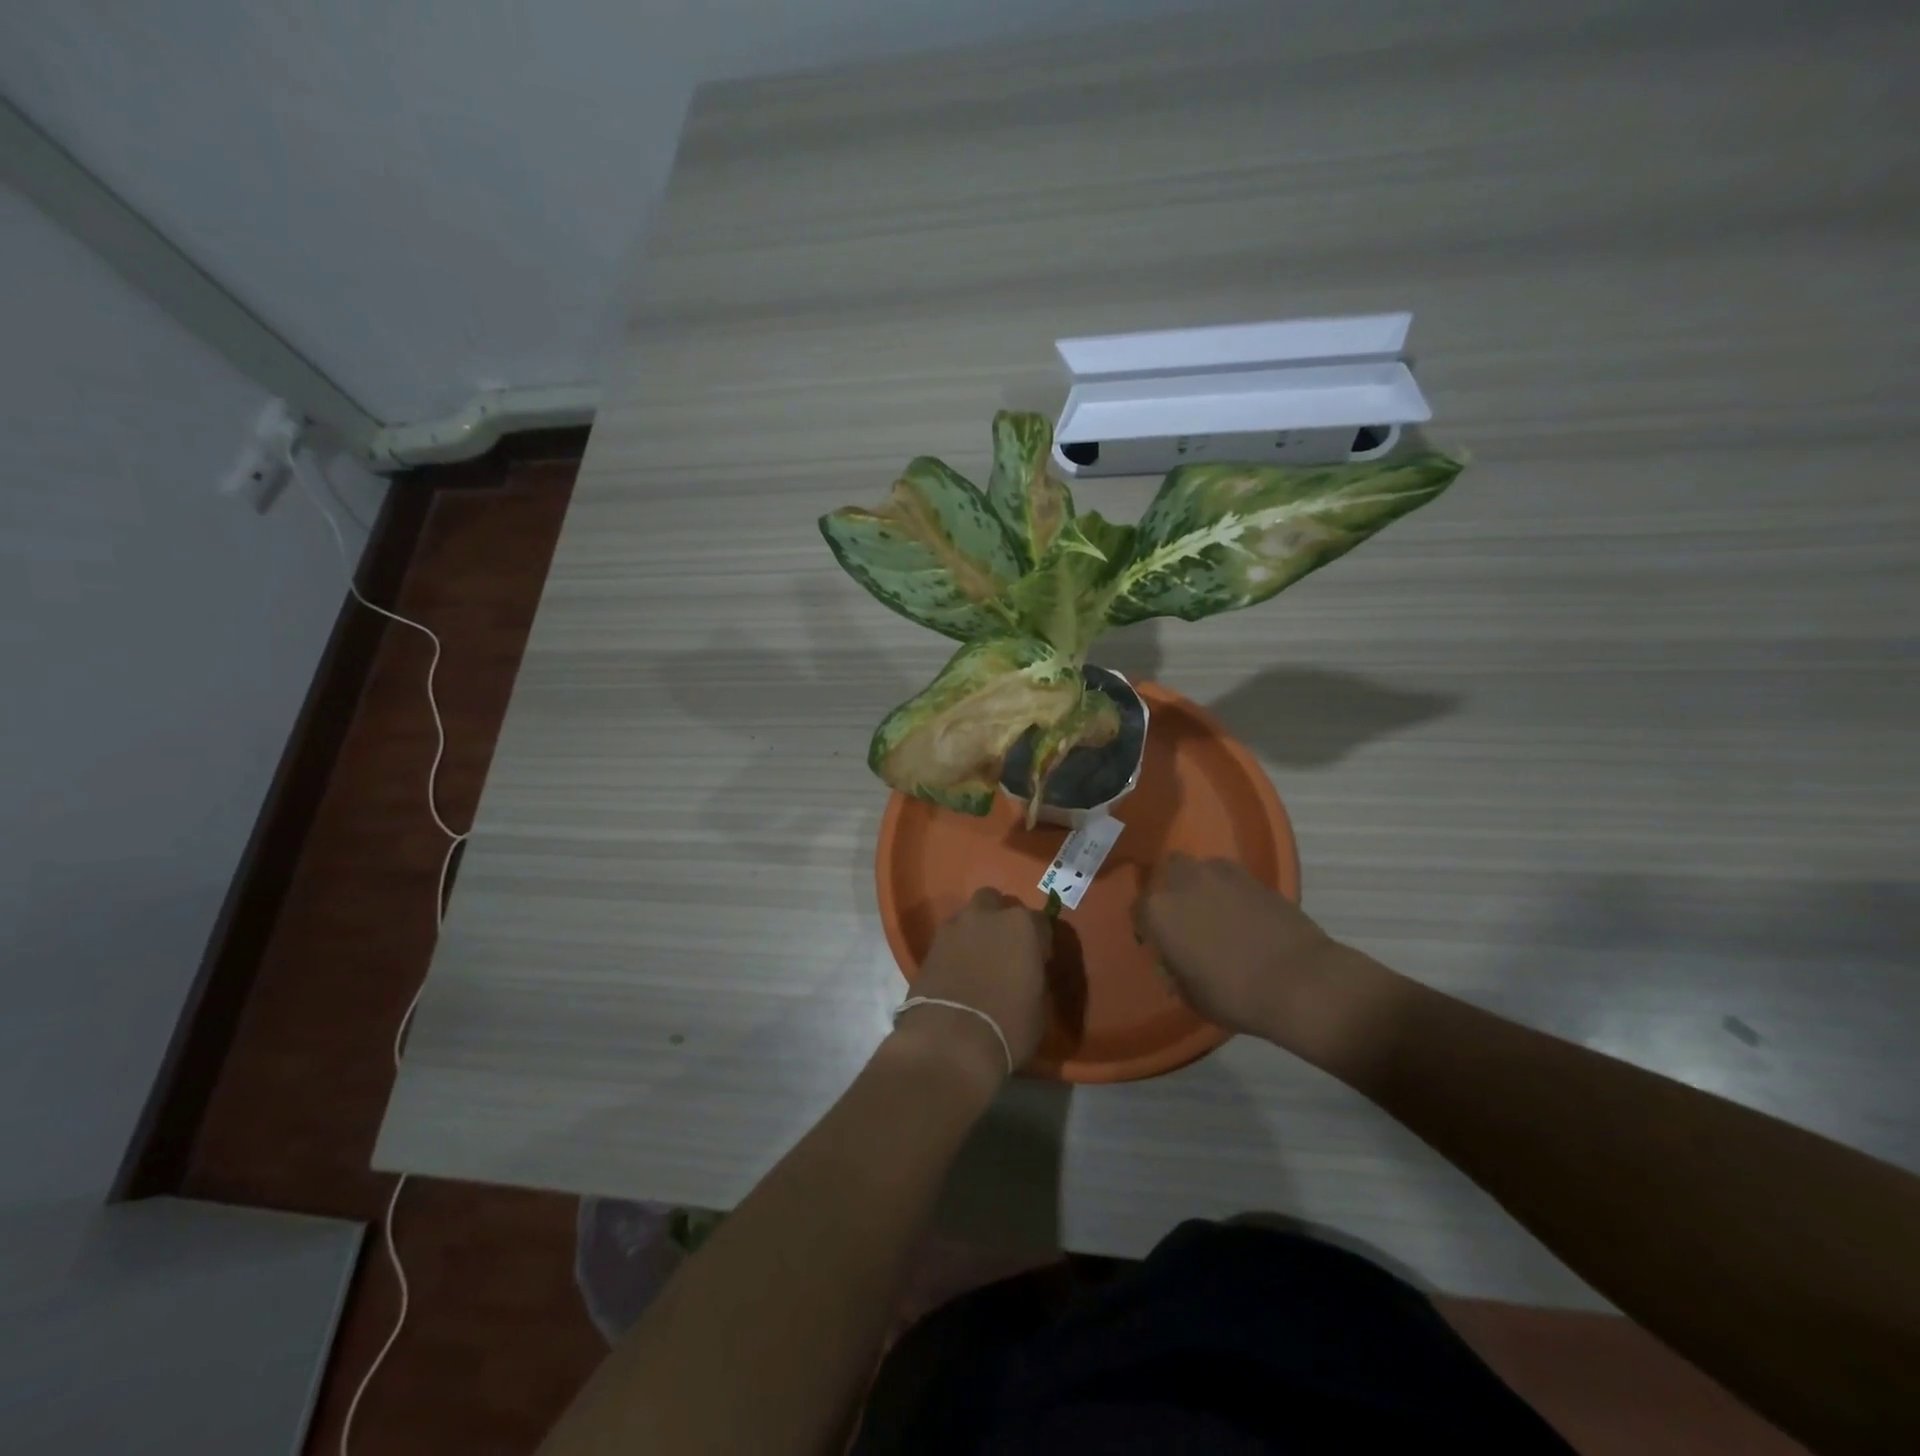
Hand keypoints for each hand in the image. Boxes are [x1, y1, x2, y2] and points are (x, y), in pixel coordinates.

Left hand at [891, 888, 1051, 1086]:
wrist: (949, 1041)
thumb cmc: (1008, 1026)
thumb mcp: (1039, 1007)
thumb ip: (1035, 978)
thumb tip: (1027, 975)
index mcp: (1023, 926)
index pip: (1040, 922)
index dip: (1040, 942)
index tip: (1039, 961)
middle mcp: (988, 915)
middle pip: (997, 903)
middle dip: (1001, 919)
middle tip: (1005, 950)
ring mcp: (955, 926)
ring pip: (969, 915)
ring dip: (976, 929)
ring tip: (978, 958)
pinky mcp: (929, 944)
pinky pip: (949, 937)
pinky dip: (955, 947)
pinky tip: (957, 970)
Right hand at [1137, 853, 1346, 1050]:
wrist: (1299, 982)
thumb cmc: (1234, 995)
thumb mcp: (1190, 994)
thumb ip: (1174, 970)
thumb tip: (1176, 961)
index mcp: (1159, 912)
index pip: (1138, 909)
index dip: (1146, 927)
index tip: (1160, 944)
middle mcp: (1183, 883)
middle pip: (1168, 871)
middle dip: (1172, 888)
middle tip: (1186, 916)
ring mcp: (1221, 875)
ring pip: (1201, 868)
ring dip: (1202, 884)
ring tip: (1217, 910)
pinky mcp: (1255, 877)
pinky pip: (1232, 877)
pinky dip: (1232, 890)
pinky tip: (1243, 913)